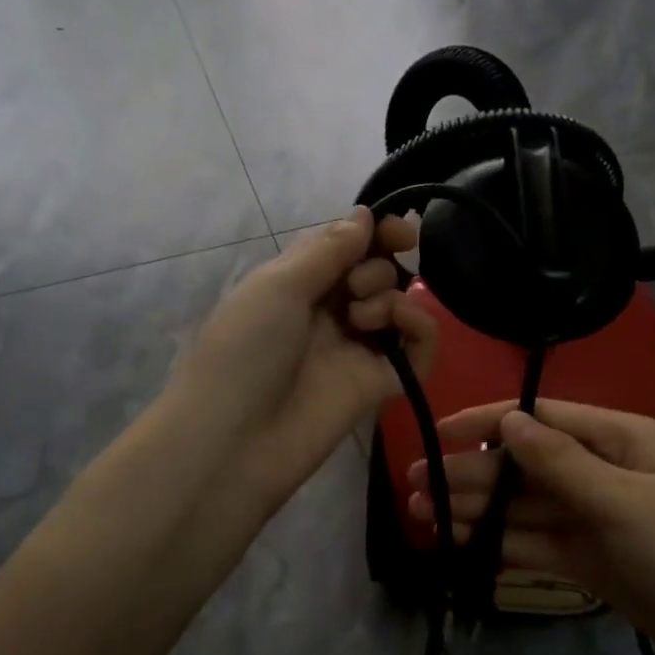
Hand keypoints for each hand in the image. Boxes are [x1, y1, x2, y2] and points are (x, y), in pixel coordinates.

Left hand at [179, 207, 436, 512]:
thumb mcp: (278, 286)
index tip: (401, 230)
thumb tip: (364, 215)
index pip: (346, 248)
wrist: (235, 439)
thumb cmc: (244, 350)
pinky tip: (400, 324)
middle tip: (354, 289)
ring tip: (362, 317)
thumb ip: (327, 250)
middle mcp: (327, 314)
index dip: (375, 234)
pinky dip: (419, 326)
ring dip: (389, 295)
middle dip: (376, 266)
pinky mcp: (379, 384)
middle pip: (375, 273)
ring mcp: (355, 350)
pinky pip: (417, 348)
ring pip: (397, 306)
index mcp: (296, 285)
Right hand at [409, 400, 654, 654]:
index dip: (485, 423)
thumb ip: (561, 464)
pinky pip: (537, 542)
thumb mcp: (625, 502)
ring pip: (524, 506)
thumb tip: (508, 422)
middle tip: (414, 486)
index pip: (540, 420)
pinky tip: (462, 542)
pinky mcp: (591, 558)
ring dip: (477, 510)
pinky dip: (501, 542)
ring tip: (423, 516)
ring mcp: (595, 516)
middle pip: (524, 466)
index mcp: (619, 439)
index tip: (437, 434)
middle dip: (471, 474)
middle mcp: (602, 470)